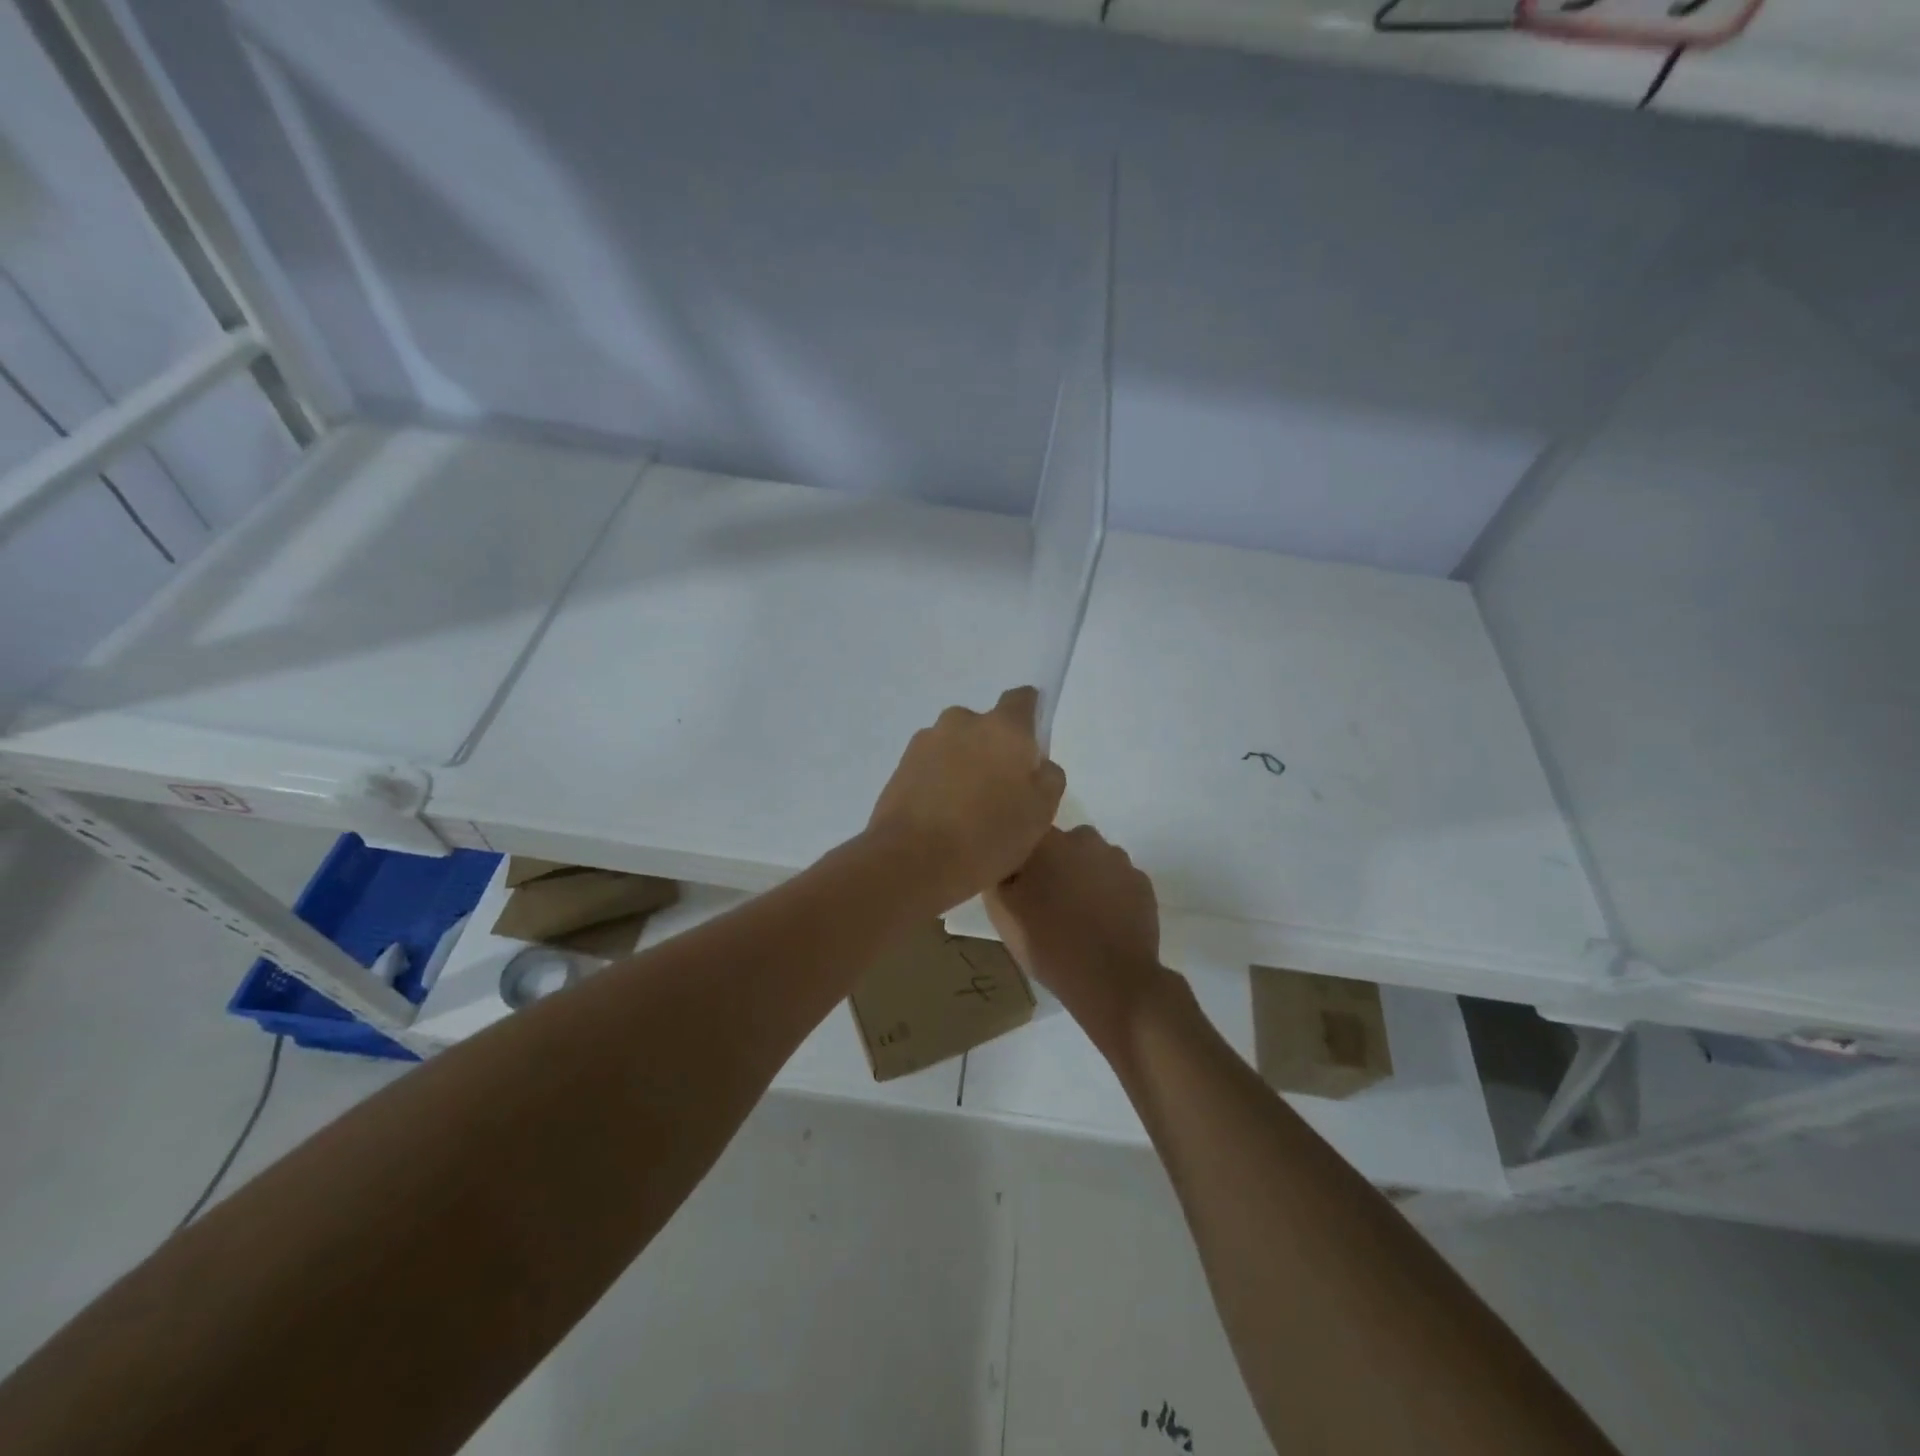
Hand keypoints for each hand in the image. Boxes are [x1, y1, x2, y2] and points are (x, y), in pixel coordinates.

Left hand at [868, 687, 1066, 912]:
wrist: (912, 860)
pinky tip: (942, 816)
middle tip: (999, 791)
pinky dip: (939, 781)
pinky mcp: (901, 764)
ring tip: (966, 808)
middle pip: (986, 726)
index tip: (1030, 746)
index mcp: (1003, 728)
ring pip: (955, 745)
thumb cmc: (988, 835)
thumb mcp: (1041, 813)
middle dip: (993, 749)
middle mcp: (962, 722)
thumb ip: (1049, 777)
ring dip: (964, 765)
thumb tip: (1037, 763)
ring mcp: (926, 741)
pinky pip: (931, 765)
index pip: (1022, 699)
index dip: (1030, 716)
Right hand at [986, 825, 1169, 1052]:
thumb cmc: (1048, 944)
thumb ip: (999, 874)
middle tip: (1046, 902)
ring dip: (1084, 878)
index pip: (1028, 834)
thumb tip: (1005, 859)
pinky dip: (1109, 895)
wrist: (1112, 980)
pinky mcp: (1143, 883)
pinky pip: (1117, 881)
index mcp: (1048, 841)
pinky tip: (1103, 923)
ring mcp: (1119, 860)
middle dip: (1055, 866)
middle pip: (1063, 845)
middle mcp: (1085, 839)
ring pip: (1092, 861)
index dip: (1023, 858)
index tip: (1019, 882)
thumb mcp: (1002, 912)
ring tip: (1077, 916)